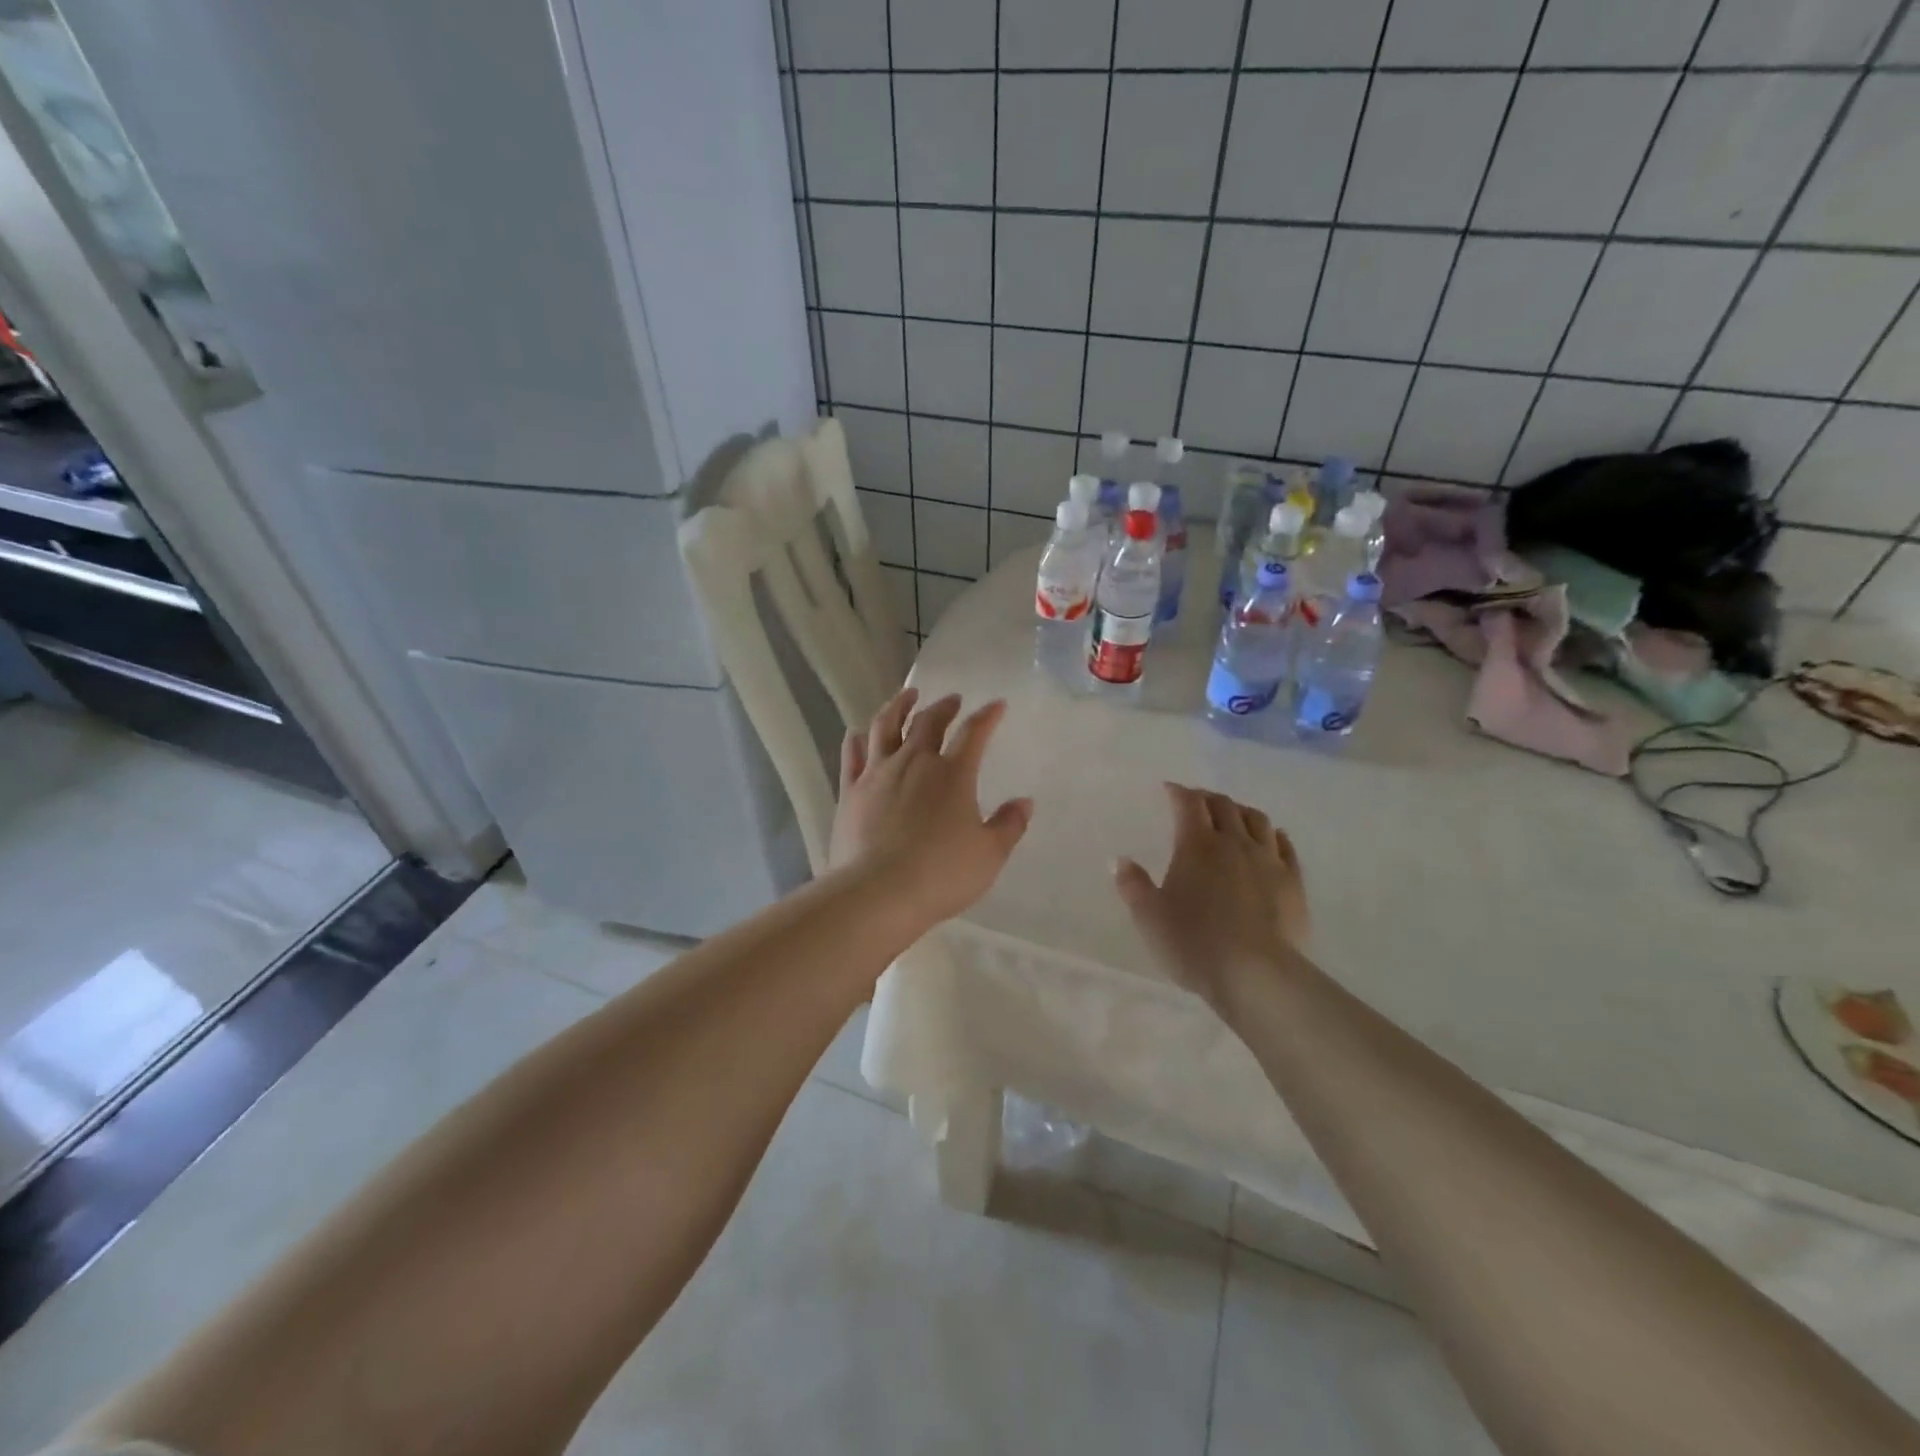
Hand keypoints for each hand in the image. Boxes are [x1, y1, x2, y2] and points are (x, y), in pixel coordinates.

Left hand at [829, 688, 1033, 927]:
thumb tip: (1024, 802)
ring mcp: (877, 773)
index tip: (997, 705)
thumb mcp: (989, 855)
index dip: (987, 716)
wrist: (878, 892)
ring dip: (898, 706)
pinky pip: (852, 755)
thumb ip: (1008, 825)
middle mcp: (914, 762)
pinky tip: (858, 733)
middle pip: (929, 722)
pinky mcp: (850, 791)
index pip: (974, 733)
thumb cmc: (941, 874)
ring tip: (906, 696)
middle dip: (944, 707)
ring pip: (885, 726)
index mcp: (953, 774)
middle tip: (952, 700)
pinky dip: (857, 739)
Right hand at [1114, 783, 1310, 1010]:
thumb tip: (1120, 859)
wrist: (1257, 975)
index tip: (1168, 789)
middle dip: (1207, 798)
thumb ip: (1133, 885)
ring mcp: (1268, 860)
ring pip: (1257, 820)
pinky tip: (1272, 836)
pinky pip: (1285, 846)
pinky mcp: (1293, 881)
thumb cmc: (1194, 943)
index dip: (1177, 792)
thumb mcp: (1149, 917)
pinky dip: (1275, 834)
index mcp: (1196, 845)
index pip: (1188, 804)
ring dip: (1241, 811)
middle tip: (1195, 801)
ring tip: (1232, 815)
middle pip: (1223, 805)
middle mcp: (1234, 842)